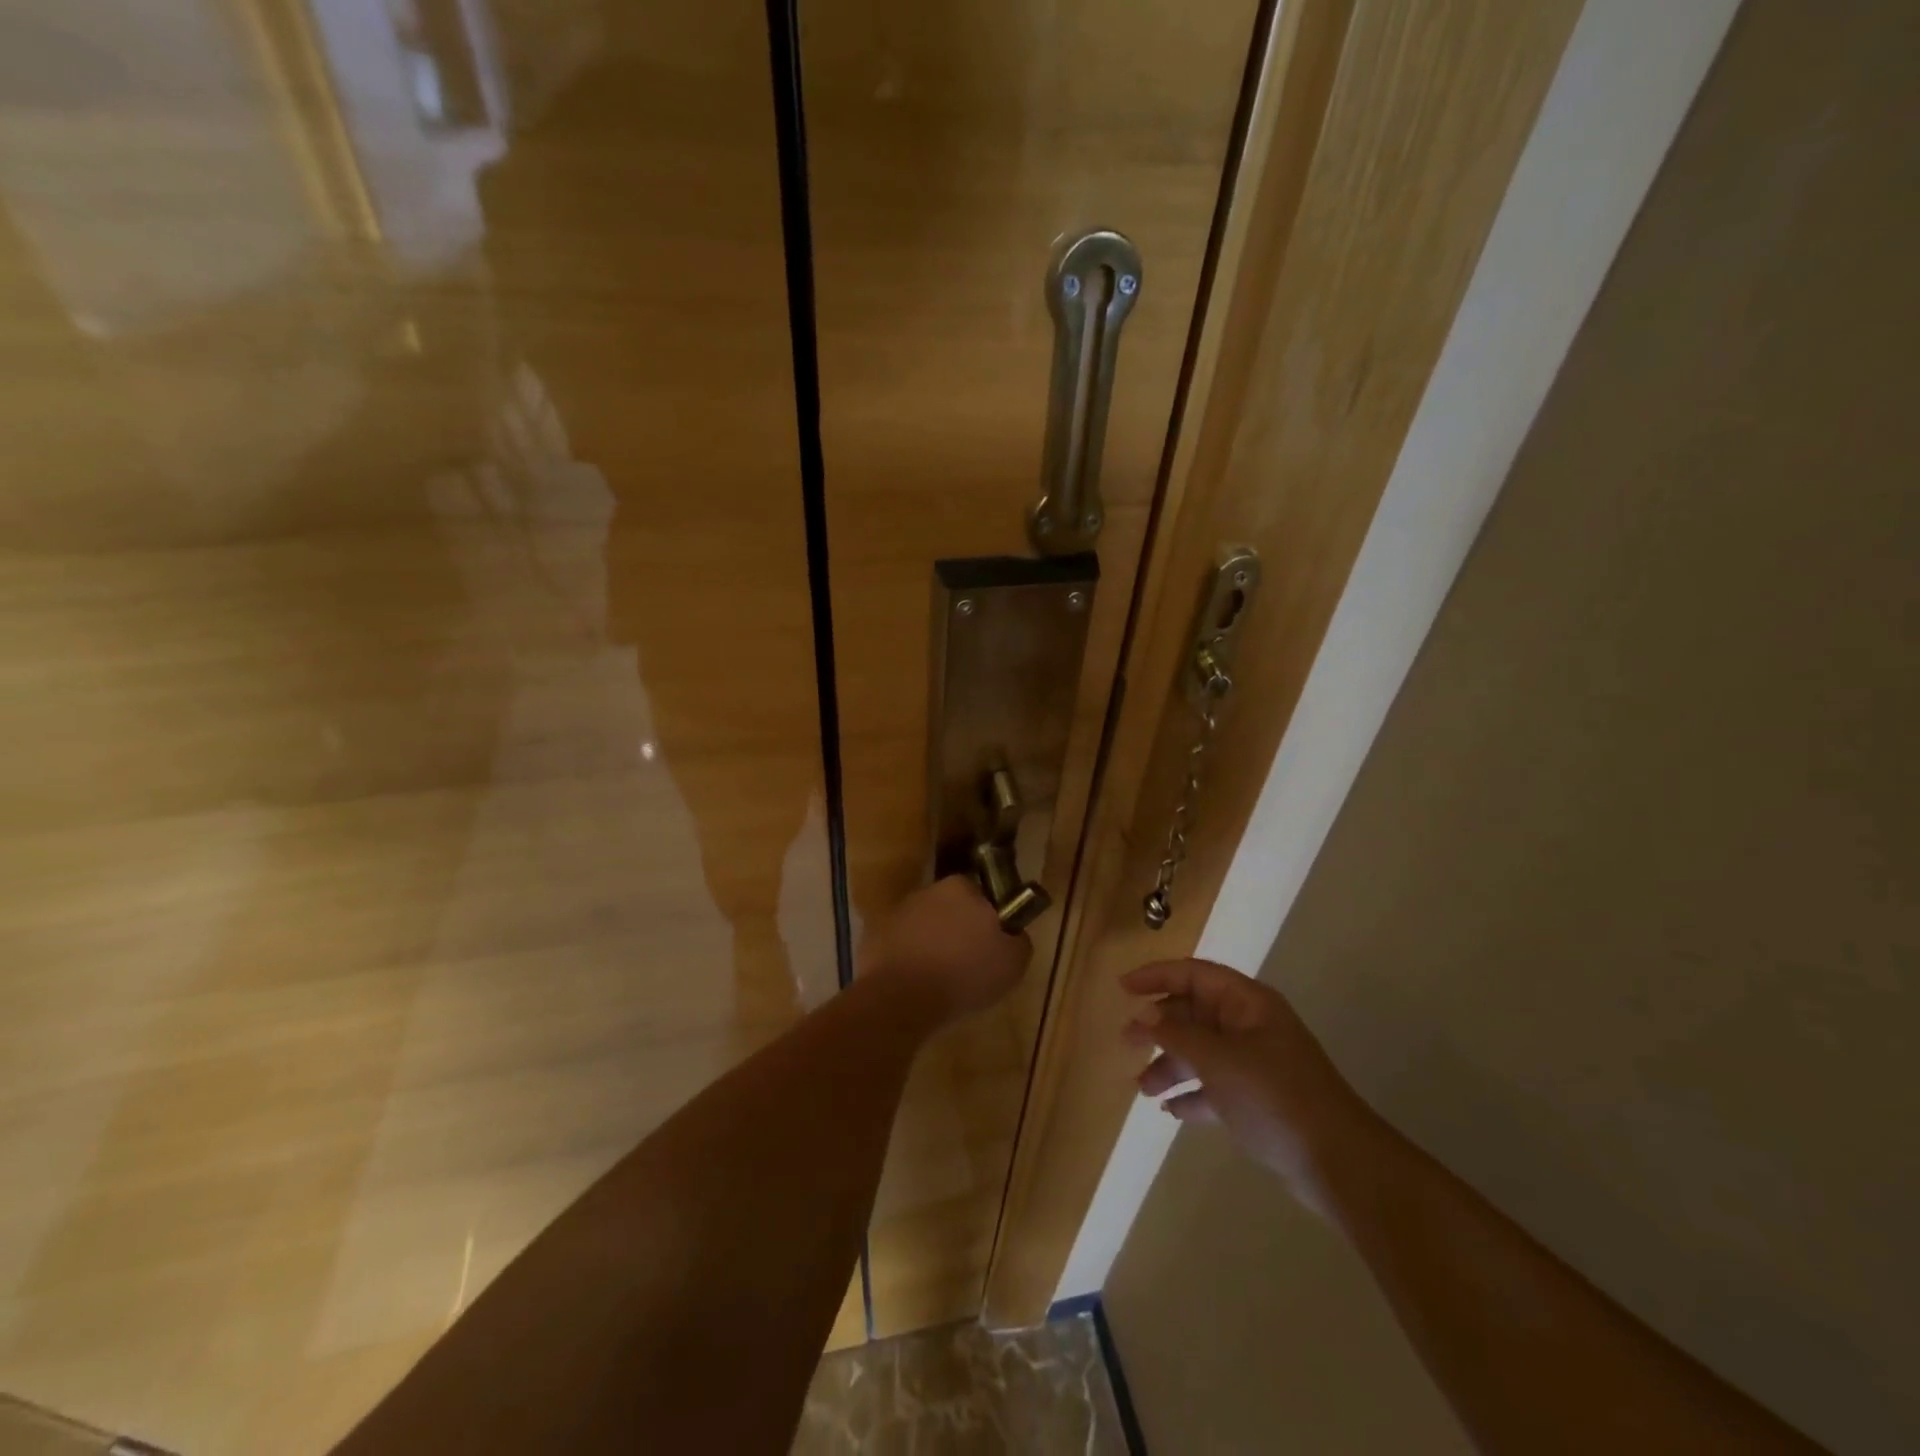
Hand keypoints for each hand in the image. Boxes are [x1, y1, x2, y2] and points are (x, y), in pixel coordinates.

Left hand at [860, 876, 1030, 1022]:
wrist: (901, 999)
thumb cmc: (964, 975)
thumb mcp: (1013, 963)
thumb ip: (1018, 940)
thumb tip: (1012, 934)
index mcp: (962, 887)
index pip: (981, 895)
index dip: (988, 920)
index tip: (990, 946)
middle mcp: (927, 891)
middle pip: (950, 908)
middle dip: (958, 930)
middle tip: (967, 964)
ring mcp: (897, 912)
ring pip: (923, 926)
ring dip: (931, 944)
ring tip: (939, 980)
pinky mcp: (873, 935)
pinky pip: (899, 946)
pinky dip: (907, 960)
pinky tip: (915, 985)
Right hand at [1123, 959, 1377, 1215]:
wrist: (1338, 1162)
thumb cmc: (1274, 1096)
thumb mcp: (1218, 1060)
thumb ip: (1176, 1035)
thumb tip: (1145, 1014)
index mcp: (1246, 1003)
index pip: (1193, 974)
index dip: (1156, 976)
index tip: (1123, 988)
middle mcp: (1250, 1025)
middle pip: (1194, 1013)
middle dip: (1159, 1026)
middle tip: (1126, 1042)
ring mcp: (1255, 1062)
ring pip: (1201, 1051)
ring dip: (1170, 1064)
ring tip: (1142, 1088)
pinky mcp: (1258, 1098)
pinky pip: (1214, 1084)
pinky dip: (1192, 1093)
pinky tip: (1170, 1110)